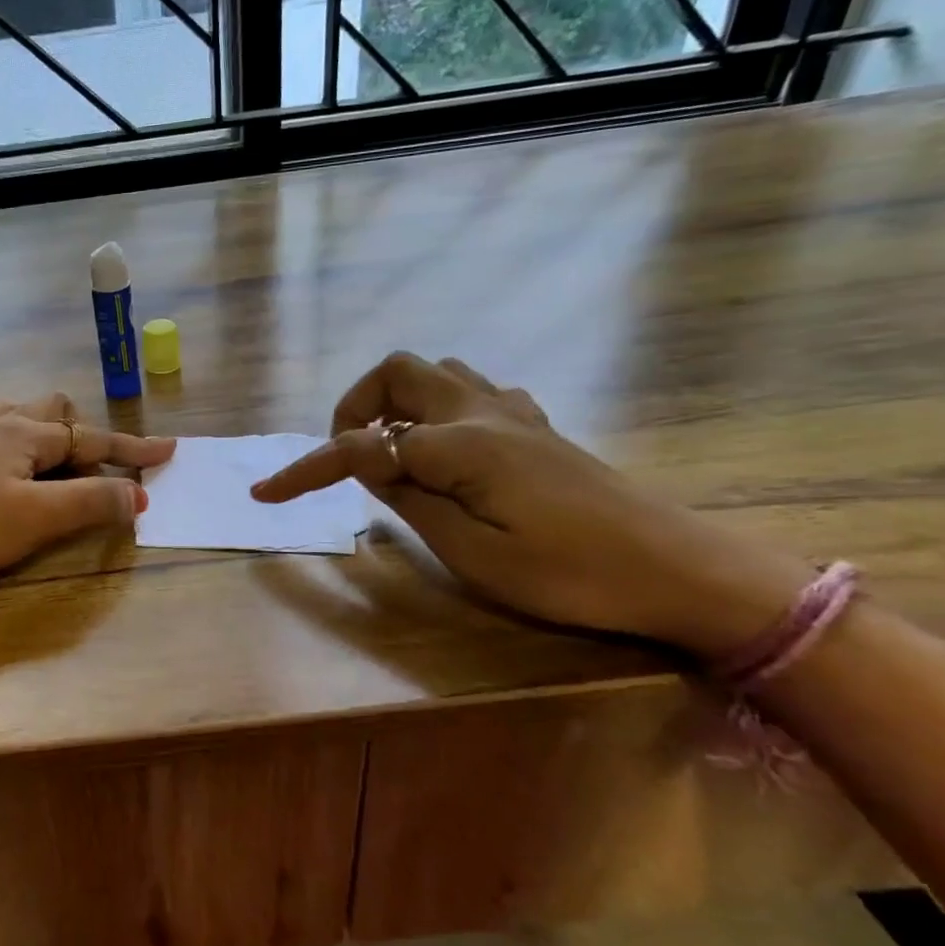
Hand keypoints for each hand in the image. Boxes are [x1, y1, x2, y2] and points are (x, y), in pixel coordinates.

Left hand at [0, 393, 174, 591]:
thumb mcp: (38, 518)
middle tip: (94, 470)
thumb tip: (138, 494)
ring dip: (40, 429)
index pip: (91, 437)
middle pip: (51, 410)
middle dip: (82, 434)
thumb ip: (91, 503)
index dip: (132, 447)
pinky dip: (0, 442)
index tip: (168, 451)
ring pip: (11, 414)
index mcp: (23, 433)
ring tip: (50, 458)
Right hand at [251, 354, 812, 658]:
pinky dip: (436, 409)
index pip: (361, 447)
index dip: (306, 469)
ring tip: (390, 452)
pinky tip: (444, 452)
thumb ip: (410, 499)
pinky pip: (470, 392)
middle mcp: (482, 412)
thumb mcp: (473, 553)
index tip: (264, 493)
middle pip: (398, 371)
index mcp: (460, 444)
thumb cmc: (571, 574)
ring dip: (397, 401)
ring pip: (436, 373)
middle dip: (355, 405)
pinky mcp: (536, 427)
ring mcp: (514, 414)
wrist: (680, 571)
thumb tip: (368, 463)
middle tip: (347, 456)